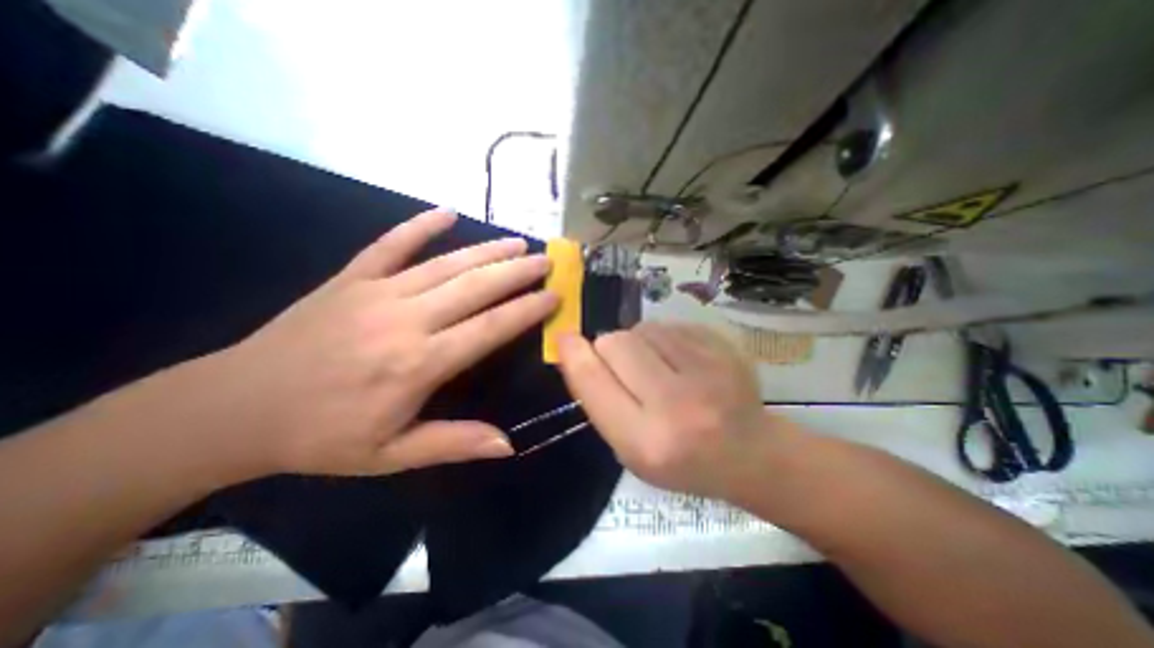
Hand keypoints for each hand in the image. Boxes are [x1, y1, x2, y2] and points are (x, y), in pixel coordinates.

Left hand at [188, 209, 553, 477]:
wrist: (235, 408)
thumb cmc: (323, 436)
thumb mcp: (391, 456)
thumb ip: (453, 443)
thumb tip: (507, 445)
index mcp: (419, 363)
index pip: (490, 327)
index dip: (526, 310)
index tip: (553, 297)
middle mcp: (406, 319)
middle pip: (475, 287)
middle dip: (517, 272)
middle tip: (547, 261)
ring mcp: (376, 292)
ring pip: (445, 264)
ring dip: (487, 251)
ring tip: (517, 243)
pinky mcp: (351, 278)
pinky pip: (390, 244)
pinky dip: (420, 225)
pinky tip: (447, 212)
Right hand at [559, 324, 784, 501]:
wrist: (750, 452)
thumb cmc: (681, 461)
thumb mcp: (629, 449)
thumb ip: (598, 400)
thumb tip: (573, 350)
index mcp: (647, 441)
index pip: (593, 380)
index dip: (573, 354)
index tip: (565, 339)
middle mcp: (676, 404)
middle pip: (615, 342)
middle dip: (609, 349)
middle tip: (625, 368)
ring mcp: (707, 370)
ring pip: (641, 329)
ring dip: (638, 343)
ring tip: (657, 366)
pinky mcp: (723, 348)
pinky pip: (669, 325)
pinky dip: (664, 338)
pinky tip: (680, 360)